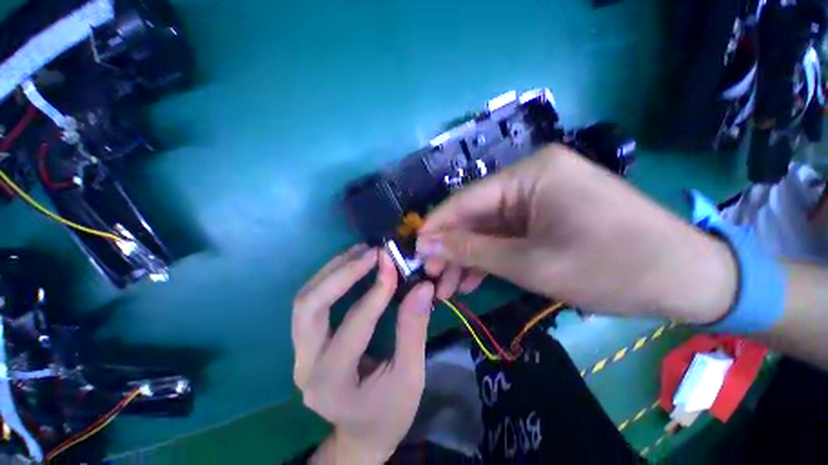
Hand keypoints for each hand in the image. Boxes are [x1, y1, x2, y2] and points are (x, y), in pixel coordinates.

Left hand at [292, 245, 434, 463]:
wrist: (361, 435)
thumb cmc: (389, 412)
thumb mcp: (410, 377)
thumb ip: (413, 329)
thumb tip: (422, 286)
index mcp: (333, 383)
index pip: (354, 326)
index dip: (376, 292)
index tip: (392, 264)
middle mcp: (306, 365)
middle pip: (309, 307)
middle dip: (342, 273)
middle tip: (372, 252)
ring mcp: (300, 352)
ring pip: (305, 299)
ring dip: (334, 269)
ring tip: (363, 251)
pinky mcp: (305, 342)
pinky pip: (312, 301)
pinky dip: (332, 276)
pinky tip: (352, 263)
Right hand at [417, 144, 736, 323]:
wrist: (687, 278)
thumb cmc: (611, 268)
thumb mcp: (529, 263)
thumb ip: (472, 250)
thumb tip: (427, 243)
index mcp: (529, 175)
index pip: (465, 201)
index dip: (436, 227)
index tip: (414, 250)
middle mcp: (530, 177)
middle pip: (475, 215)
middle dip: (451, 247)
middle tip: (431, 276)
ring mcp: (539, 195)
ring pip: (488, 227)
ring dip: (468, 256)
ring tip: (449, 287)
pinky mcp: (547, 213)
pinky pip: (507, 233)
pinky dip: (490, 256)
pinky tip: (473, 278)